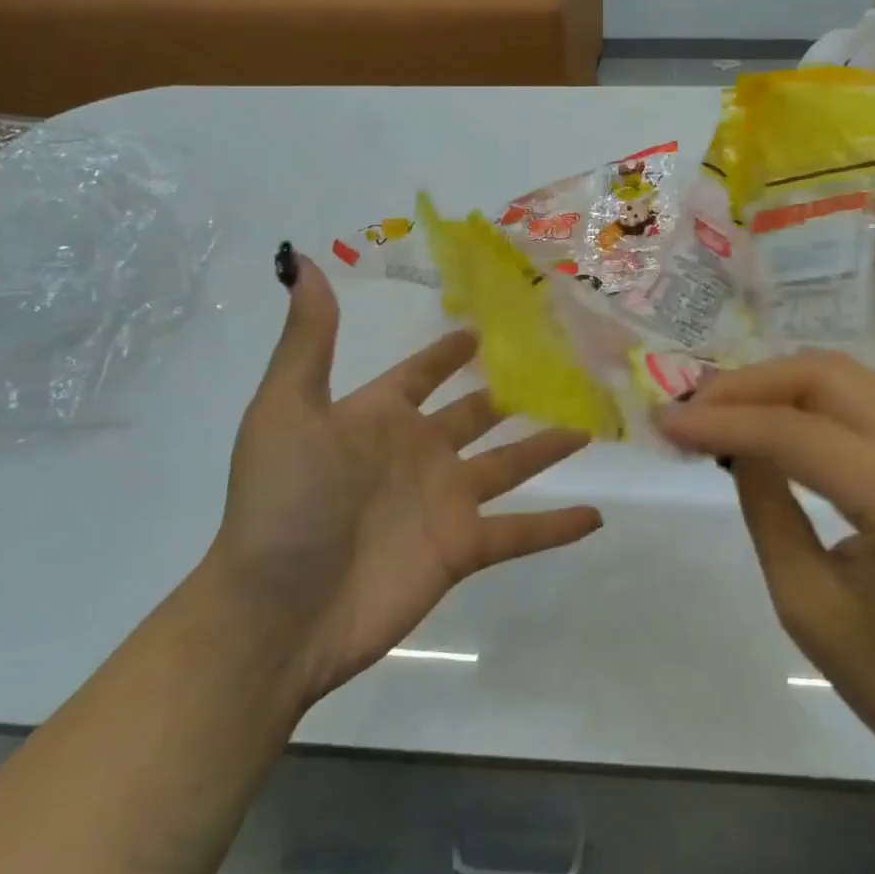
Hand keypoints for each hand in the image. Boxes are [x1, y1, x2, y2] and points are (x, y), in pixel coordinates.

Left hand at [210, 252, 600, 702]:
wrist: (277, 614)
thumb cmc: (284, 502)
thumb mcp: (289, 409)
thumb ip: (309, 339)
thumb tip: (302, 259)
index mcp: (379, 418)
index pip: (423, 374)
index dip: (449, 352)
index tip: (486, 327)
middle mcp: (417, 453)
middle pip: (478, 415)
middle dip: (513, 392)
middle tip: (562, 366)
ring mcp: (443, 502)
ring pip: (510, 466)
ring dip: (547, 448)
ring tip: (591, 425)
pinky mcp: (461, 550)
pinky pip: (520, 533)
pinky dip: (556, 527)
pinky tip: (598, 517)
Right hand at [659, 351, 874, 800]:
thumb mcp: (811, 610)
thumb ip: (768, 510)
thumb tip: (736, 446)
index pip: (794, 432)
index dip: (721, 420)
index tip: (662, 423)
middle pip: (825, 375)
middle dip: (748, 383)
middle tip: (691, 409)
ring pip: (847, 379)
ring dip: (777, 385)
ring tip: (720, 411)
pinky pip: (868, 405)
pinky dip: (811, 403)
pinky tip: (774, 425)